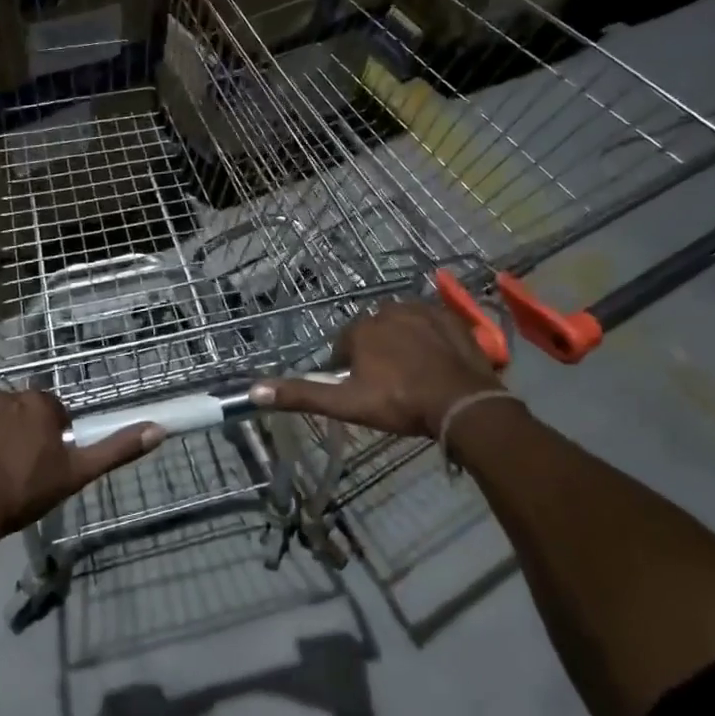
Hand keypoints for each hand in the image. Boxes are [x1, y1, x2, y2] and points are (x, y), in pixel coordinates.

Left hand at [0, 390, 161, 555]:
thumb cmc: (20, 494)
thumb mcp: (75, 475)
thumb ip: (115, 449)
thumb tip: (158, 429)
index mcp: (39, 404)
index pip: (50, 412)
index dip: (47, 438)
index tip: (40, 465)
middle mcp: (4, 393)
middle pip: (16, 411)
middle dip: (15, 433)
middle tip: (10, 470)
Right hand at [252, 299, 505, 437]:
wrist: (460, 402)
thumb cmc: (399, 403)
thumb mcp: (346, 404)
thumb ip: (301, 395)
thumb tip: (254, 390)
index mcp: (361, 329)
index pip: (344, 344)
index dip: (348, 367)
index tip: (360, 389)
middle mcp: (388, 310)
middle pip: (373, 331)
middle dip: (376, 352)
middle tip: (388, 384)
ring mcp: (423, 311)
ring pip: (402, 324)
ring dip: (402, 342)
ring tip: (413, 373)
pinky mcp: (451, 318)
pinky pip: (432, 323)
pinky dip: (430, 338)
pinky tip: (436, 362)